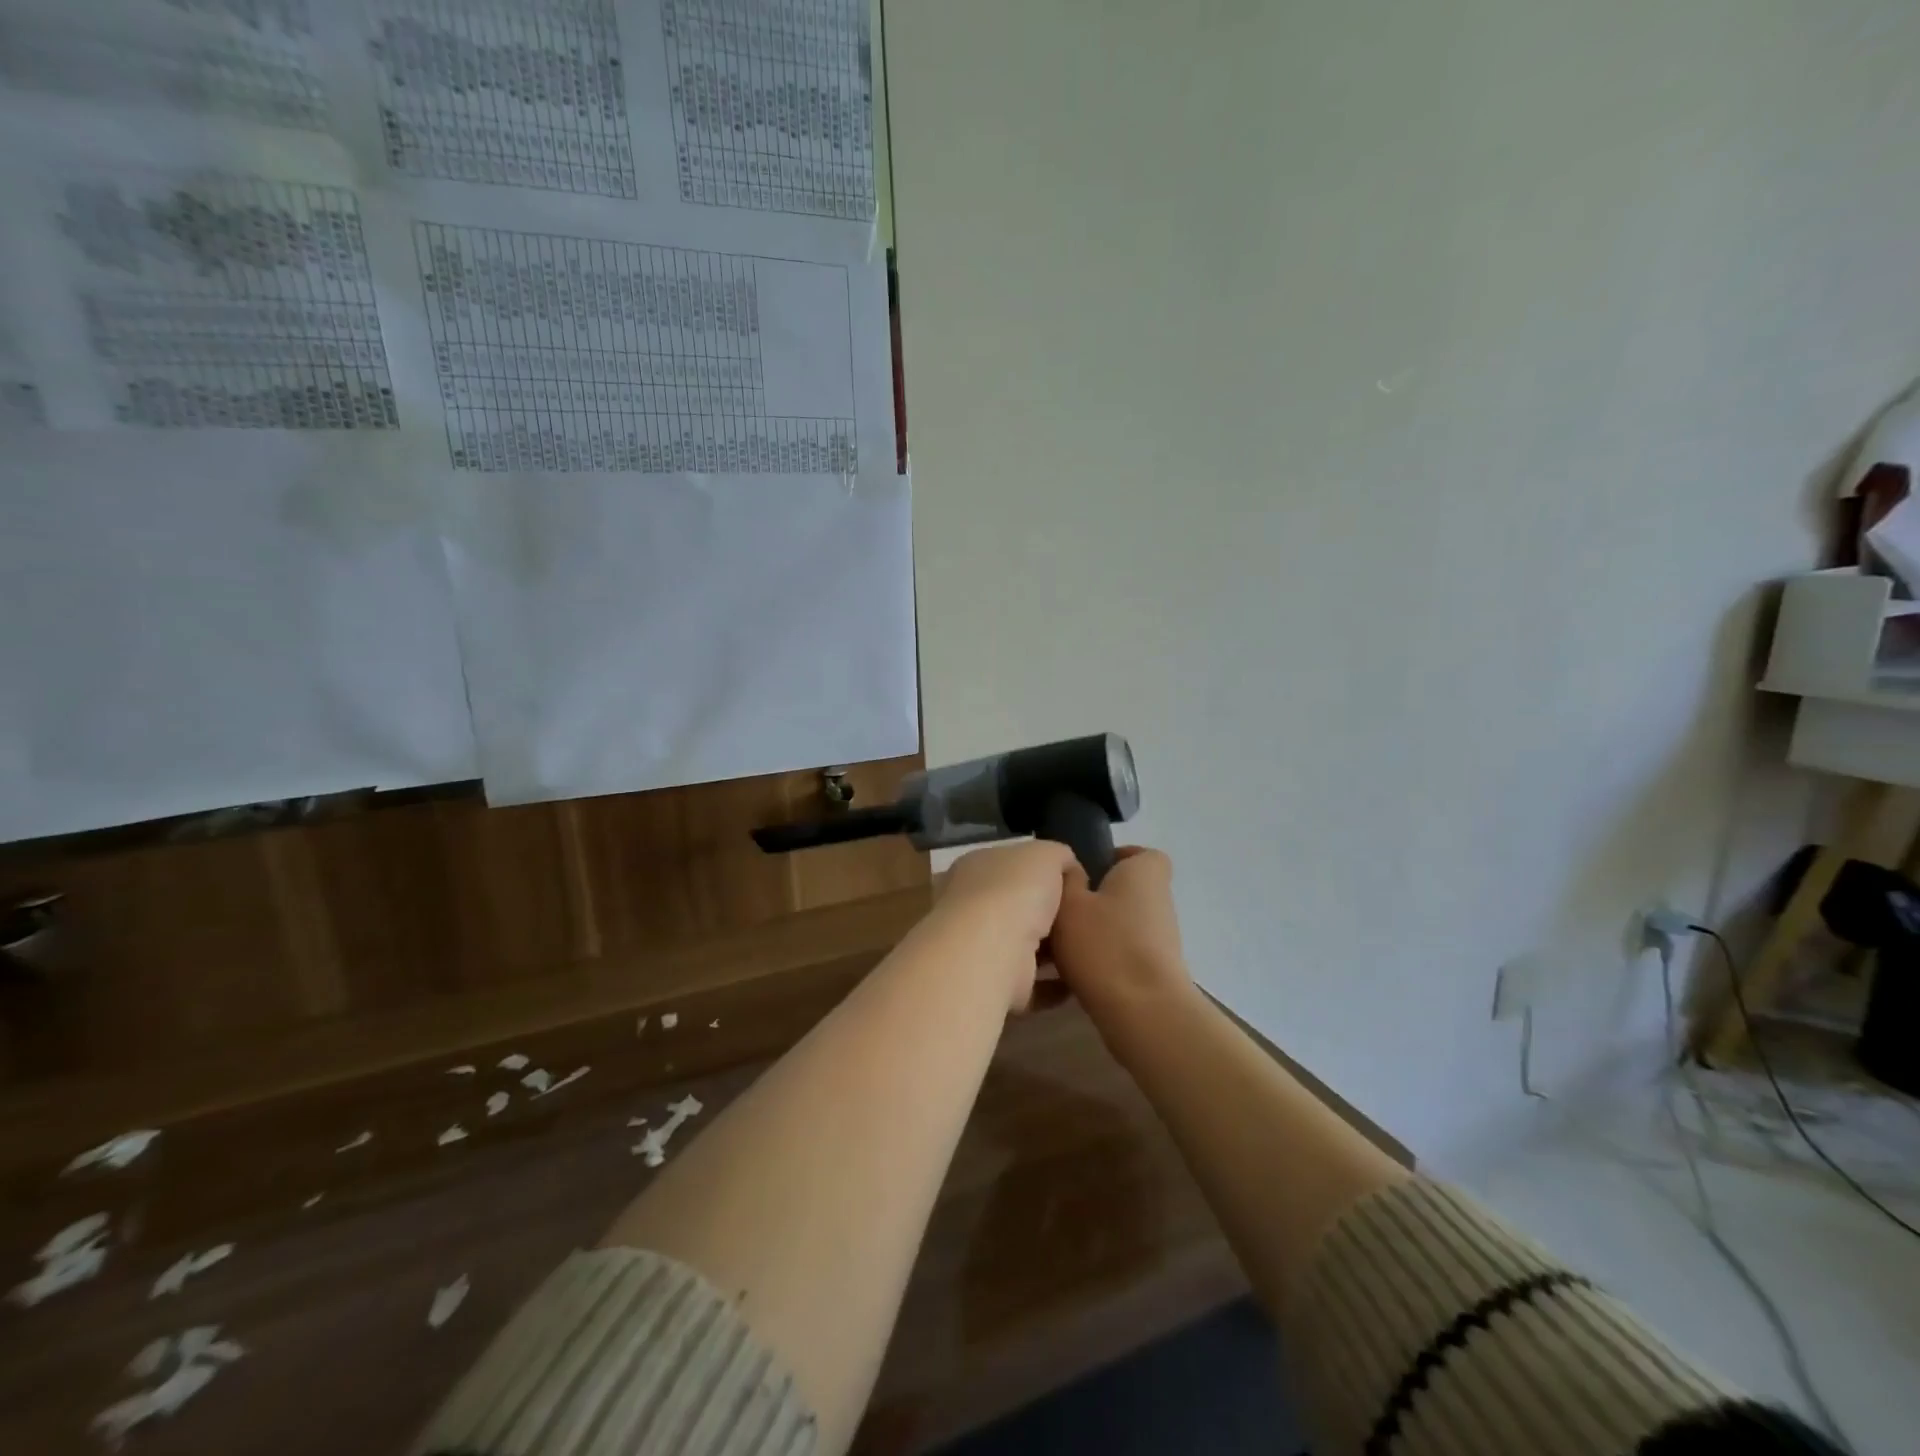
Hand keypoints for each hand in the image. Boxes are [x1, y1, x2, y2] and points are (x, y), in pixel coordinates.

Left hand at [930, 840, 1077, 1011]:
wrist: (993, 949)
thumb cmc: (1015, 890)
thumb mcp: (1046, 854)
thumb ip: (1059, 856)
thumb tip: (1068, 869)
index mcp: (976, 869)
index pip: (1009, 866)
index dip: (1040, 871)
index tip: (1074, 883)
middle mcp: (972, 907)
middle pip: (1016, 908)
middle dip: (1048, 914)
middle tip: (1085, 918)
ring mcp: (980, 949)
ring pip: (1023, 947)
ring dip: (1052, 952)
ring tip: (1088, 949)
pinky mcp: (996, 987)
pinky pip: (1031, 986)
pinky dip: (1054, 986)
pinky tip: (1082, 981)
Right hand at [1049, 847, 1193, 1026]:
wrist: (1143, 1012)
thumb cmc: (1104, 944)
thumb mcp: (1069, 902)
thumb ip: (1066, 879)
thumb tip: (1069, 867)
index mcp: (1144, 873)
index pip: (1141, 854)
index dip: (1115, 857)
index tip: (1085, 870)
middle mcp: (1159, 901)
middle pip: (1126, 890)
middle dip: (1095, 897)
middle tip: (1060, 908)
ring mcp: (1161, 939)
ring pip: (1121, 924)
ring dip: (1095, 931)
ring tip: (1057, 944)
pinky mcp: (1155, 971)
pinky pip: (1121, 953)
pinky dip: (1101, 958)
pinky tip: (1070, 973)